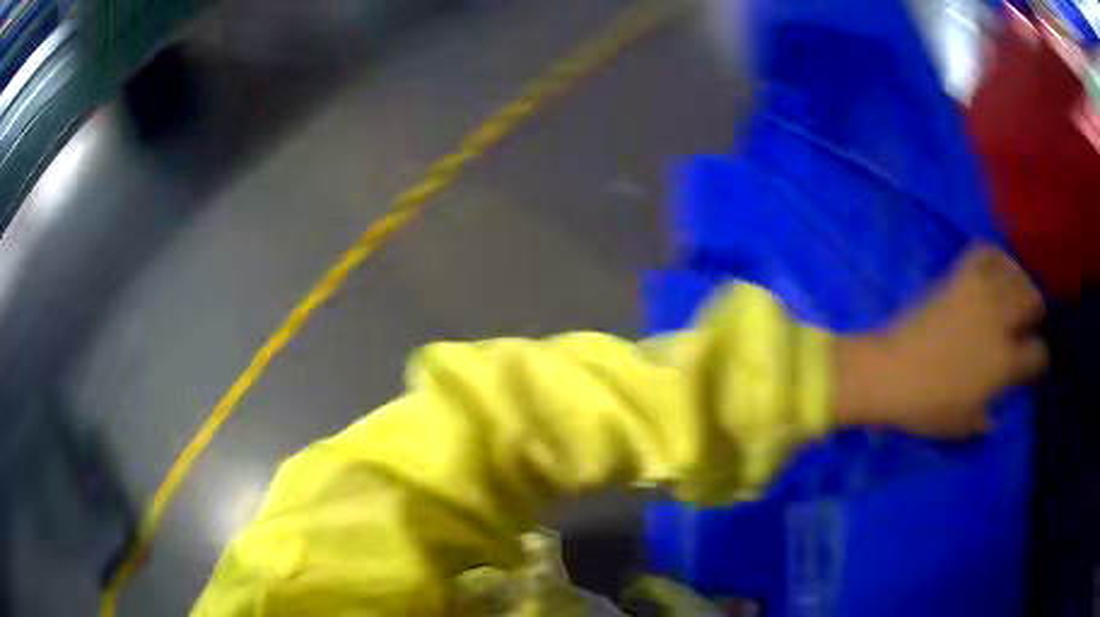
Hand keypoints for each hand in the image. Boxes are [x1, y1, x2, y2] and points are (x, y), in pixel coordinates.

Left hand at [834, 245, 1046, 437]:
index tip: (1034, 362)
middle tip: (1028, 321)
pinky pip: (985, 252)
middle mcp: (1000, 322)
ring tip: (1017, 294)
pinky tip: (998, 268)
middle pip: (1033, 302)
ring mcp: (980, 295)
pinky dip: (997, 256)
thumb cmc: (927, 407)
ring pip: (1014, 275)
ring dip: (1021, 283)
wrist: (890, 373)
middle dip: (1036, 312)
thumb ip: (984, 419)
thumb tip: (993, 417)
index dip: (1039, 359)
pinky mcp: (959, 277)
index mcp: (1005, 363)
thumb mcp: (961, 425)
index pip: (1038, 354)